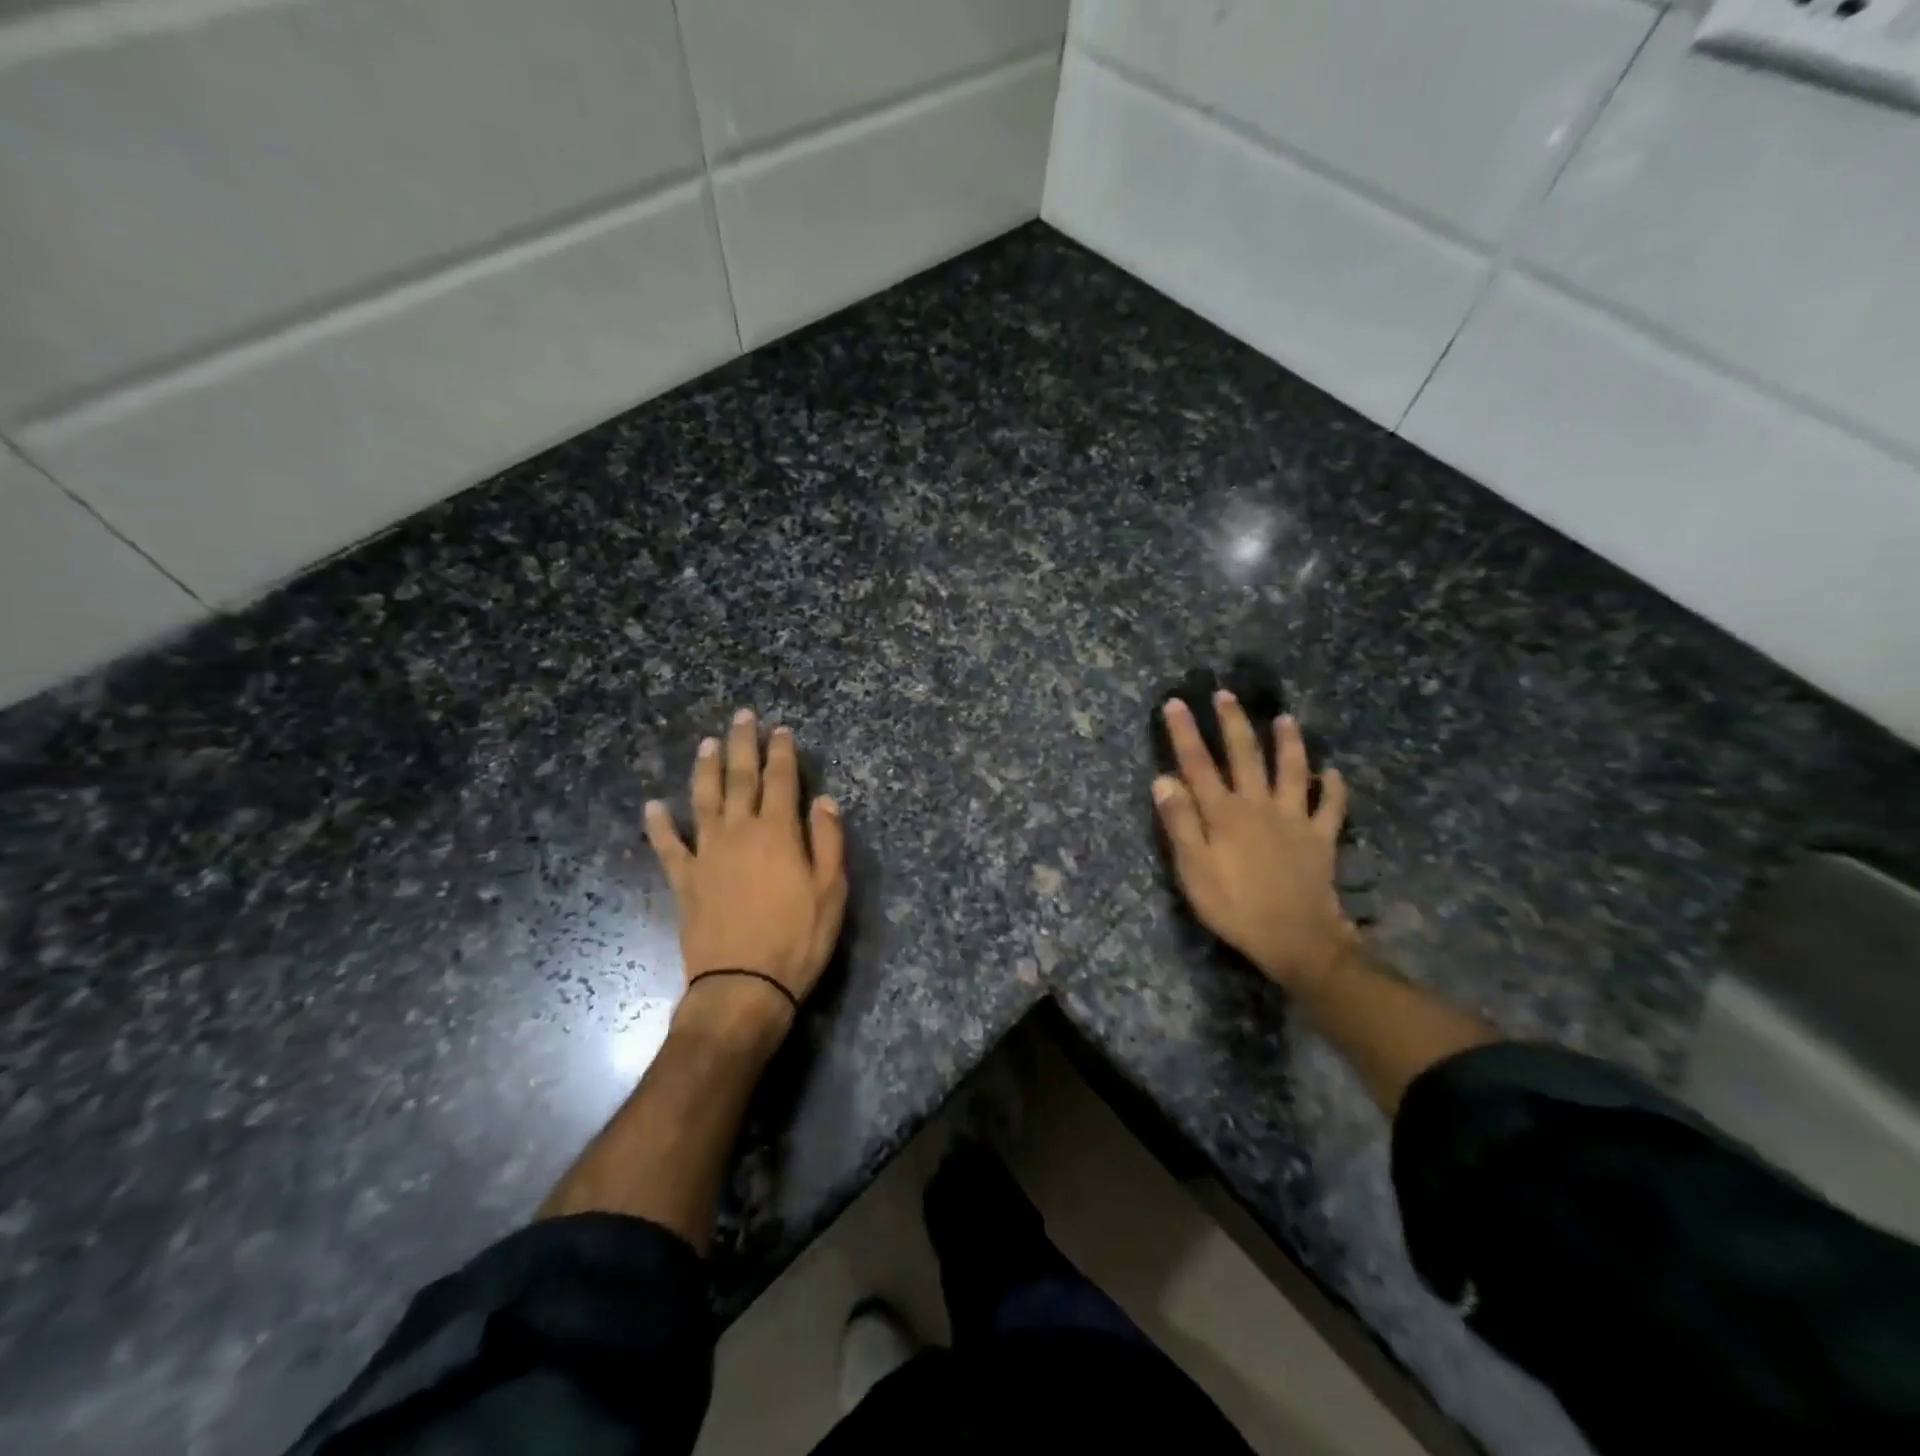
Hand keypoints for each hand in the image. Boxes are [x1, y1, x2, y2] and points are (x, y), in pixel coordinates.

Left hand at [644, 710, 847, 1031]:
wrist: (744, 986)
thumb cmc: (798, 938)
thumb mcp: (832, 891)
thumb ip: (829, 841)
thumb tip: (825, 799)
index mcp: (778, 832)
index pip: (782, 780)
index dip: (782, 752)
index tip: (781, 729)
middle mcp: (739, 832)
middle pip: (740, 778)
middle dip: (743, 744)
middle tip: (742, 716)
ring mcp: (707, 854)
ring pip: (703, 800)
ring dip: (705, 769)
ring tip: (706, 743)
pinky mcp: (685, 880)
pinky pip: (668, 846)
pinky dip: (659, 825)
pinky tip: (652, 806)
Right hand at [1153, 694, 1355, 993]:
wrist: (1296, 939)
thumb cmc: (1235, 906)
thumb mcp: (1194, 869)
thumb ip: (1180, 822)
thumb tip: (1164, 779)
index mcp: (1224, 813)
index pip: (1198, 764)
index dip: (1185, 733)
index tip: (1175, 703)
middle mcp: (1259, 805)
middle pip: (1245, 755)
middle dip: (1233, 723)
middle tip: (1225, 695)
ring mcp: (1294, 819)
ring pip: (1292, 770)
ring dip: (1288, 743)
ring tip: (1285, 719)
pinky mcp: (1320, 838)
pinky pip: (1330, 807)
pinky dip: (1333, 788)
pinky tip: (1333, 774)